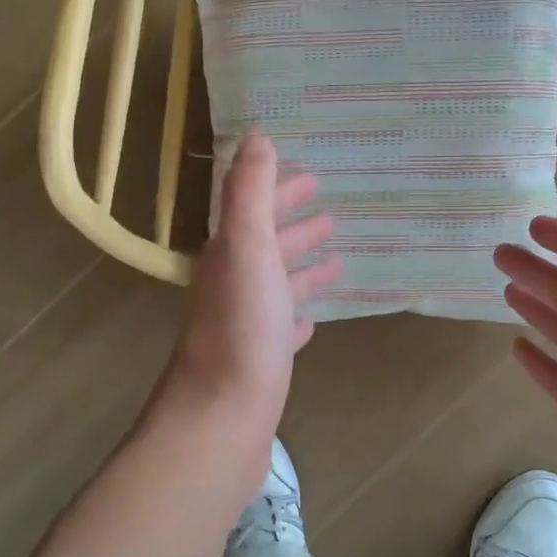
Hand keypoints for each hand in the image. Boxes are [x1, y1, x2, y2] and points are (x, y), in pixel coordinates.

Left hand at [161, 135, 339, 436]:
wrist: (221, 418)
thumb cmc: (241, 329)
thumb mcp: (247, 249)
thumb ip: (250, 194)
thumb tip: (256, 138)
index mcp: (229, 256)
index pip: (254, 210)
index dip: (279, 190)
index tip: (312, 176)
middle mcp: (233, 286)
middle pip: (266, 246)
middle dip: (294, 225)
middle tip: (329, 211)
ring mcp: (245, 327)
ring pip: (276, 286)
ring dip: (301, 268)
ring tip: (334, 258)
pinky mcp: (260, 363)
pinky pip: (282, 328)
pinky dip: (298, 316)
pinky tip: (312, 319)